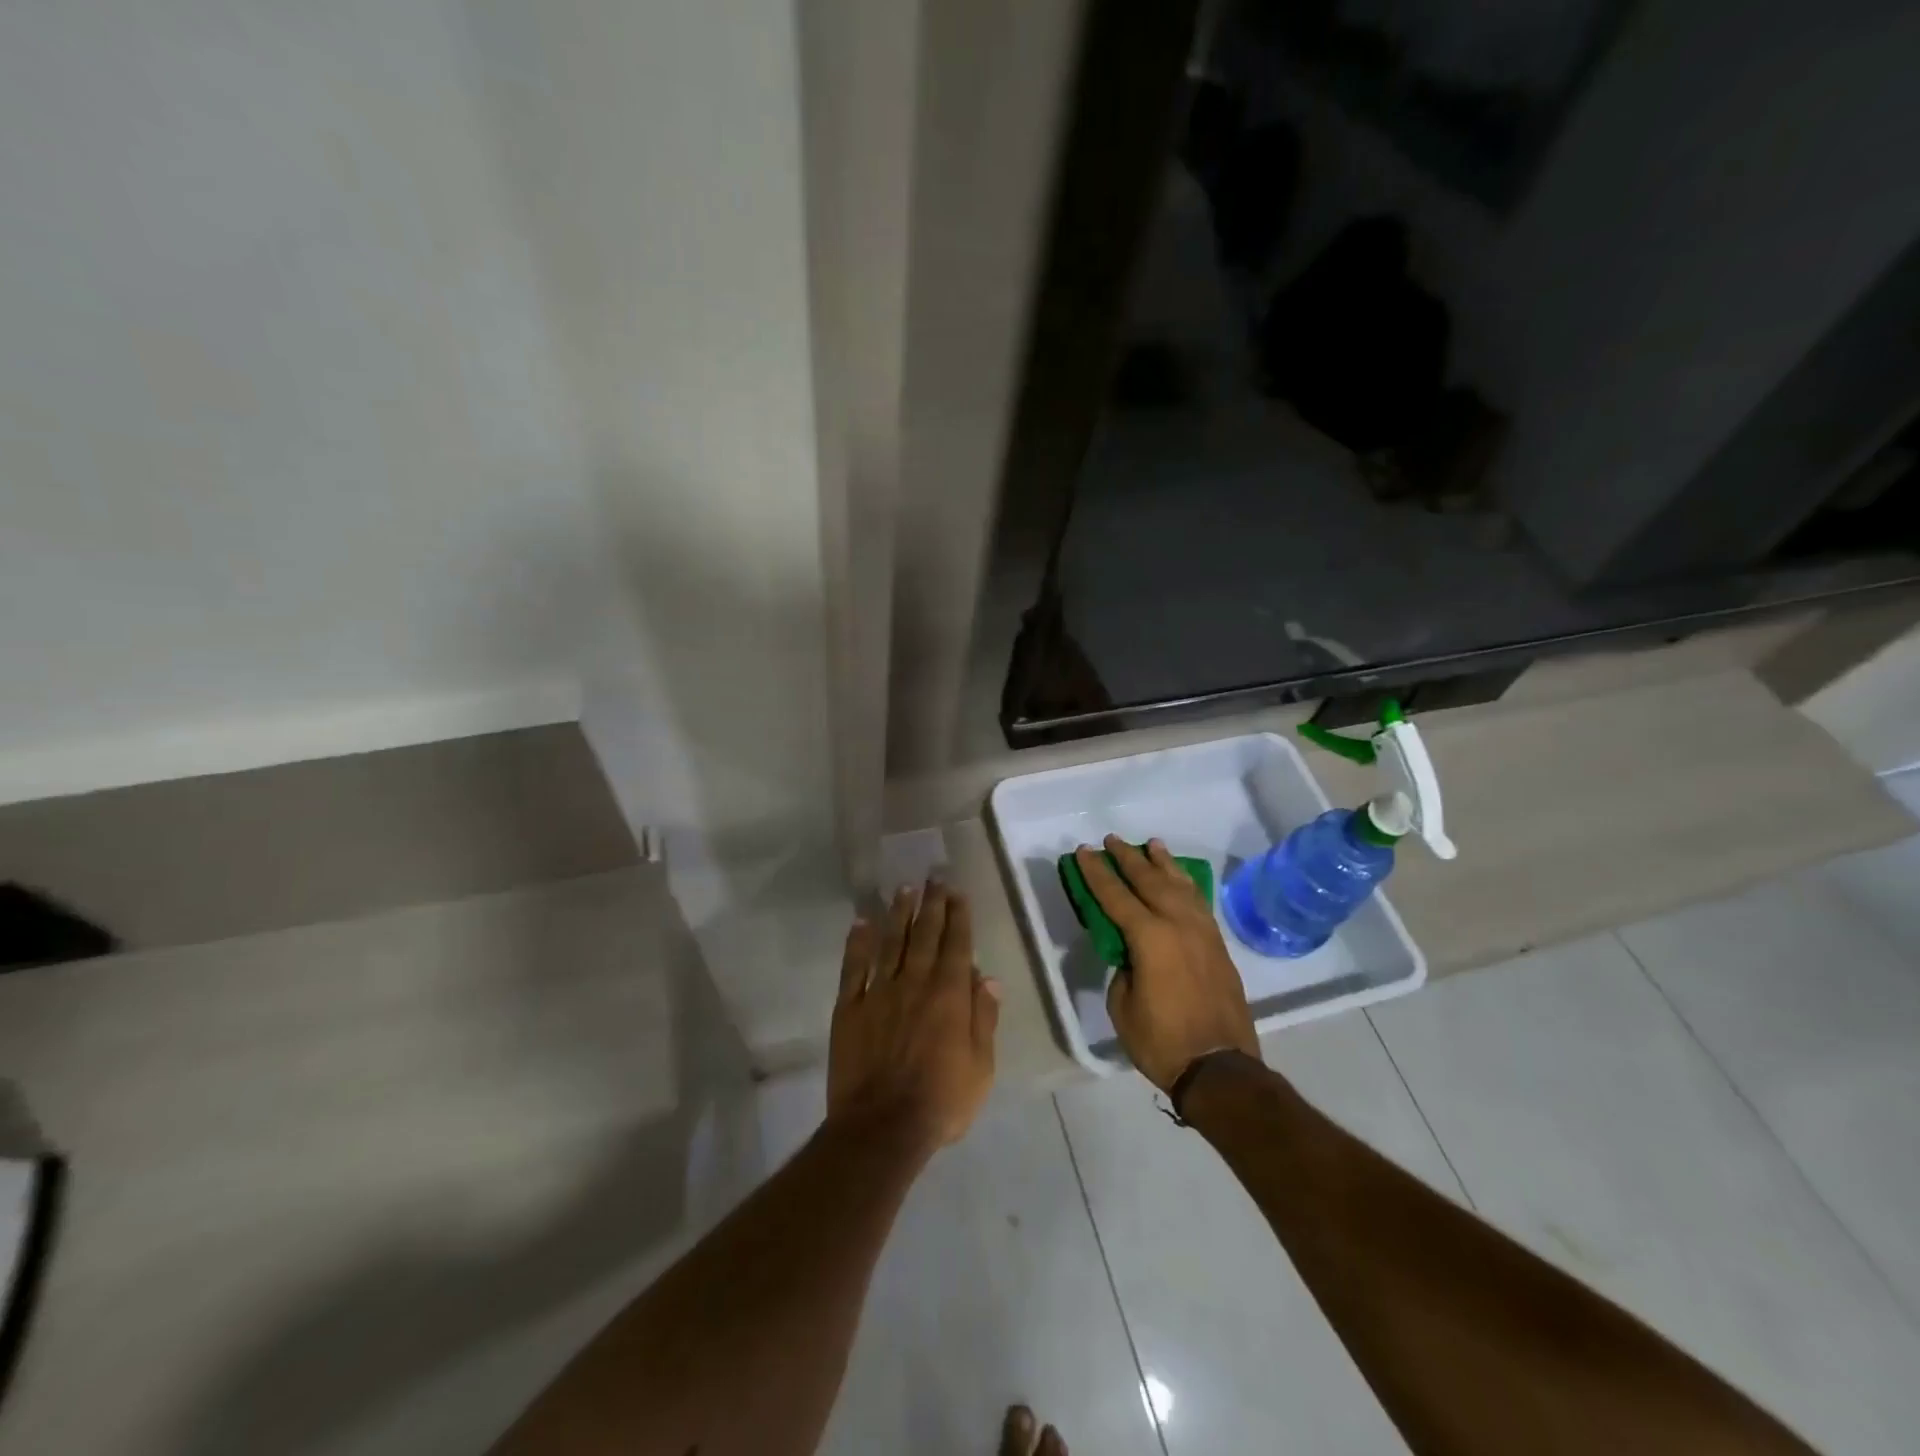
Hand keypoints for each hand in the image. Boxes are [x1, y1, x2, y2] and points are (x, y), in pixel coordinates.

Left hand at [828, 881, 999, 1150]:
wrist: (882, 1127)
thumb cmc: (941, 1101)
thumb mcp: (981, 1066)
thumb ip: (984, 1017)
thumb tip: (987, 977)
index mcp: (950, 995)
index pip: (957, 944)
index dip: (958, 916)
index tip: (957, 892)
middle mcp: (915, 983)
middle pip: (925, 935)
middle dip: (931, 904)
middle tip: (933, 878)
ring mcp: (879, 992)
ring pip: (891, 943)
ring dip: (898, 914)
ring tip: (904, 890)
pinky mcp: (850, 1008)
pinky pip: (854, 968)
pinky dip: (858, 943)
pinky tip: (861, 923)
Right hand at [1075, 836, 1259, 1092]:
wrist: (1220, 1068)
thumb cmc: (1162, 1041)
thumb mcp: (1123, 1006)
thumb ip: (1123, 968)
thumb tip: (1132, 954)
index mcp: (1150, 937)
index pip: (1116, 895)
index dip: (1097, 873)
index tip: (1084, 851)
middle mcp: (1178, 924)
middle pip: (1149, 881)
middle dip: (1128, 858)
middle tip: (1112, 840)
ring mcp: (1203, 933)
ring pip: (1180, 886)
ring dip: (1162, 864)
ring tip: (1152, 845)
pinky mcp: (1217, 945)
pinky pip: (1198, 903)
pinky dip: (1186, 885)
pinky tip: (1180, 880)